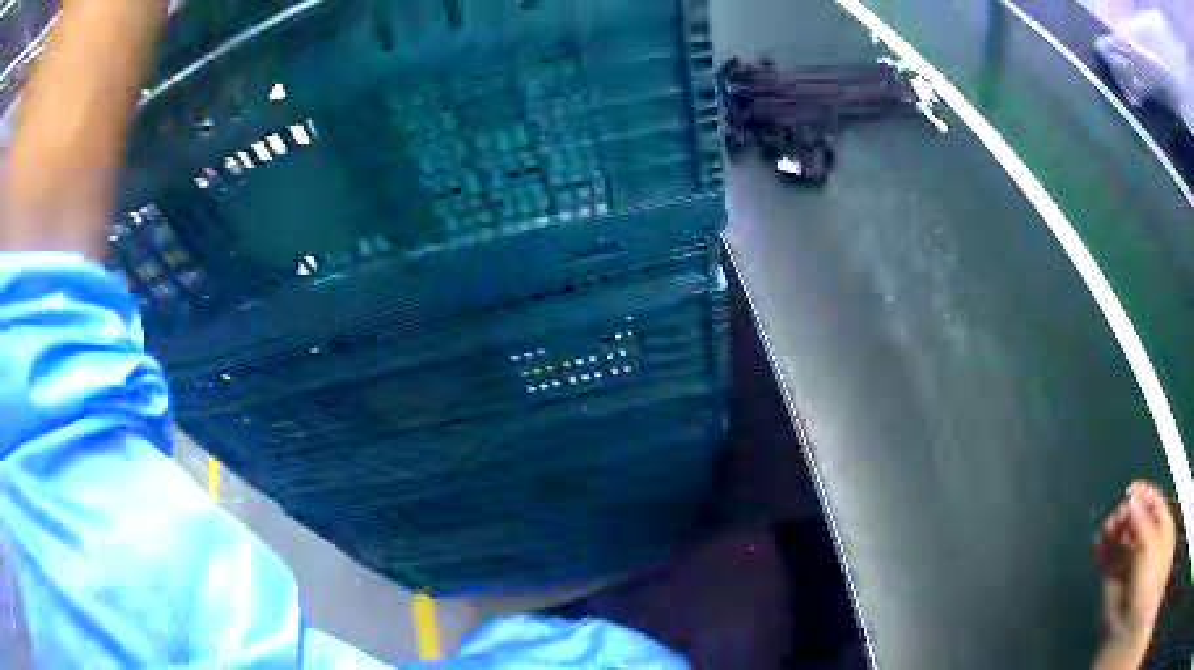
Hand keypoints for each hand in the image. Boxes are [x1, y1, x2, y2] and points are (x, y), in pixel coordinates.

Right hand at [1091, 481, 1175, 669]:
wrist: (1125, 629)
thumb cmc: (1147, 586)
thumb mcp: (1152, 547)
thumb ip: (1144, 523)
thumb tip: (1133, 499)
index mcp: (1159, 532)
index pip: (1154, 504)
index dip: (1144, 495)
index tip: (1131, 490)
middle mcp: (1146, 545)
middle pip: (1136, 520)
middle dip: (1125, 514)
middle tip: (1116, 513)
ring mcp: (1129, 564)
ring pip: (1120, 539)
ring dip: (1111, 531)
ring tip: (1105, 529)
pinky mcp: (1113, 580)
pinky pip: (1108, 558)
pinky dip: (1102, 550)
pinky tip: (1098, 545)